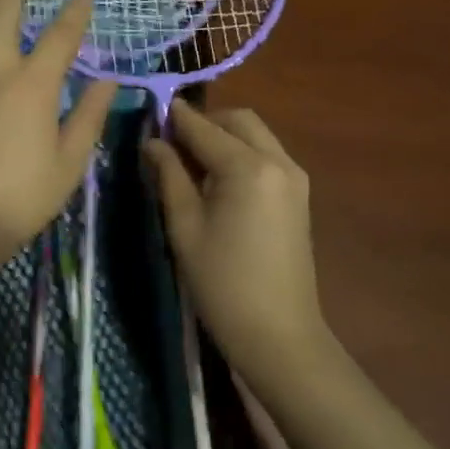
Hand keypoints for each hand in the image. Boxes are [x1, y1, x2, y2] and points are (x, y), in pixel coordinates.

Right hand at [143, 101, 325, 382]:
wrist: (278, 335)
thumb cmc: (222, 283)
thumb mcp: (185, 227)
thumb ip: (169, 176)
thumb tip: (153, 142)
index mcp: (248, 167)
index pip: (204, 127)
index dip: (175, 118)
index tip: (150, 113)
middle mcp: (278, 161)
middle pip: (238, 120)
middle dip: (205, 122)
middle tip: (172, 142)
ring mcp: (294, 177)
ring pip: (256, 134)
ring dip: (225, 135)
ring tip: (191, 161)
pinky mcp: (299, 195)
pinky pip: (267, 155)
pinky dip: (242, 152)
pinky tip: (218, 178)